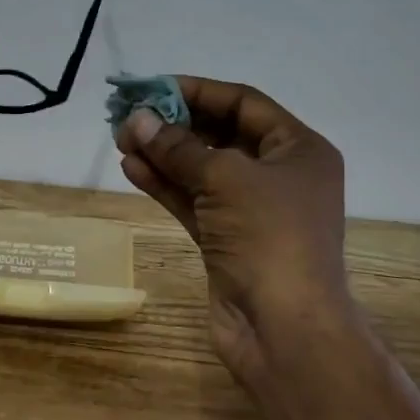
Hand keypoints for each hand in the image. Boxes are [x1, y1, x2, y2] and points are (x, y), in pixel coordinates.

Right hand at [116, 76, 355, 382]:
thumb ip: (178, 146)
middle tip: (130, 118)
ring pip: (202, 170)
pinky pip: (193, 200)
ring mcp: (252, 211)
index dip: (197, 91)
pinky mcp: (228, 239)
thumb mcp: (225, 178)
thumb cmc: (269, 237)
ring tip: (121, 140)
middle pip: (220, 134)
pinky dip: (165, 184)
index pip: (243, 103)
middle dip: (174, 125)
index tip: (153, 88)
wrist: (285, 331)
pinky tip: (131, 168)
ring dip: (163, 154)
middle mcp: (278, 175)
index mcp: (298, 150)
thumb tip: (138, 120)